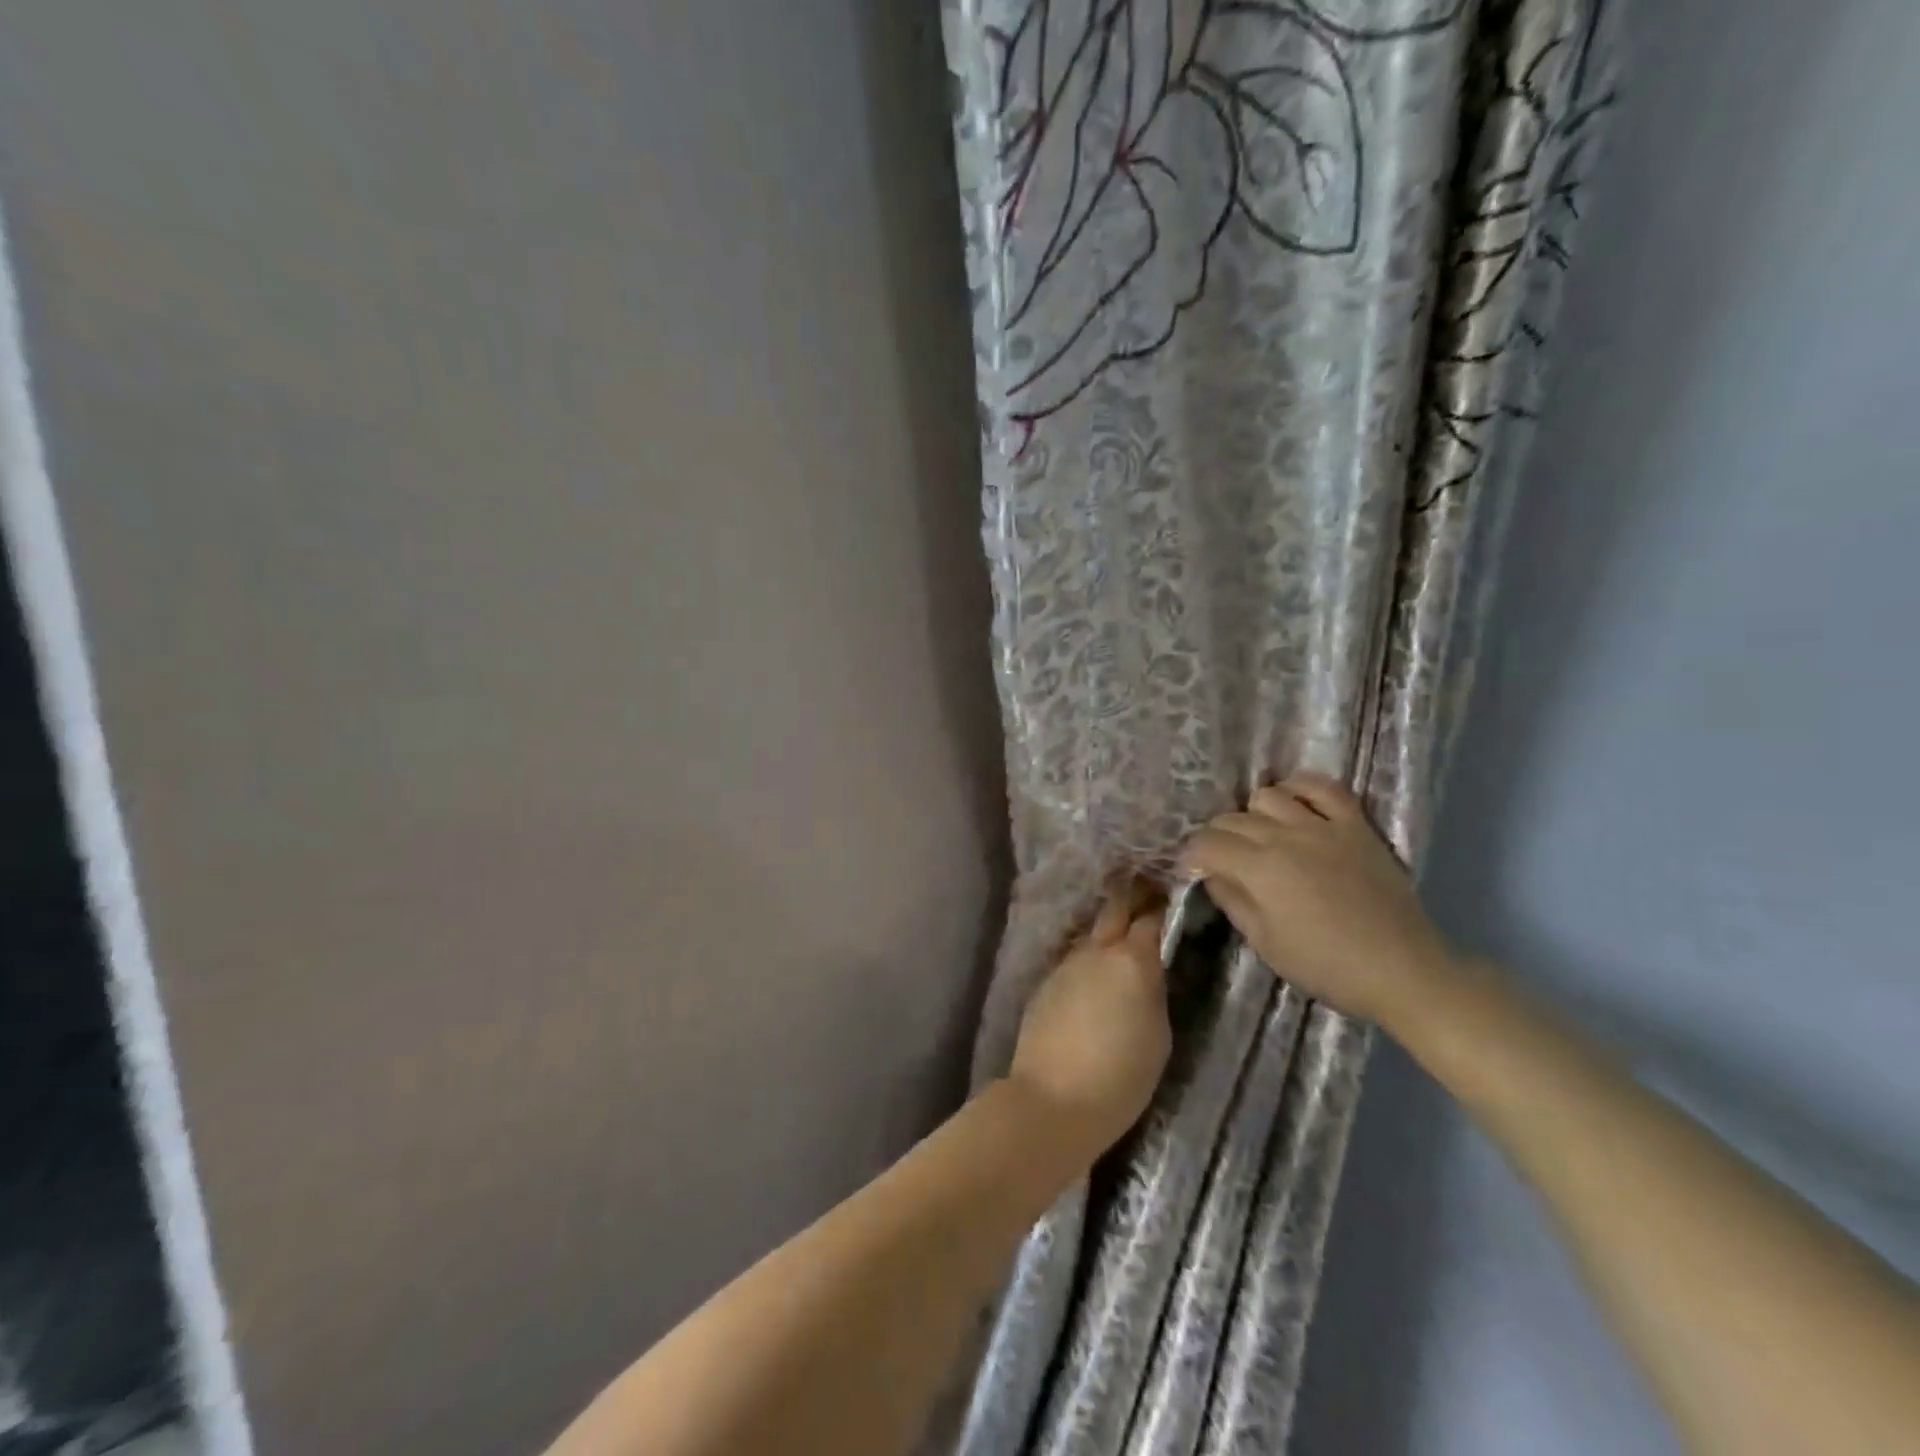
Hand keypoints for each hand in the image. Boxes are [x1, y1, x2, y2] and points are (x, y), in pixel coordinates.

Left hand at [1006, 889, 1170, 1160]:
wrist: (1053, 1099)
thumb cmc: (1121, 1076)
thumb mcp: (1159, 1034)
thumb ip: (1155, 991)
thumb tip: (1150, 970)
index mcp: (1132, 961)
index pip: (1151, 917)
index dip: (1162, 904)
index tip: (1172, 895)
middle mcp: (1097, 950)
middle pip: (1115, 908)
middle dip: (1132, 896)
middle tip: (1147, 890)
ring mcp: (1066, 963)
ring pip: (1092, 932)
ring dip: (1108, 927)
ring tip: (1123, 931)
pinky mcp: (1046, 981)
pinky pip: (1074, 957)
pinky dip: (1088, 955)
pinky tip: (1094, 969)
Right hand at [1179, 774, 1454, 1026]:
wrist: (1402, 970)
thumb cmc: (1326, 965)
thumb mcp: (1265, 943)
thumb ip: (1233, 901)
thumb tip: (1212, 875)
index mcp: (1259, 869)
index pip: (1207, 844)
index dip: (1190, 856)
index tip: (1190, 871)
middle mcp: (1285, 836)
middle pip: (1232, 819)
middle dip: (1216, 838)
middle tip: (1222, 861)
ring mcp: (1322, 825)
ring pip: (1268, 796)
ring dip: (1253, 814)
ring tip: (1259, 836)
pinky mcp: (1355, 825)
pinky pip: (1323, 787)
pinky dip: (1300, 789)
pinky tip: (1294, 804)